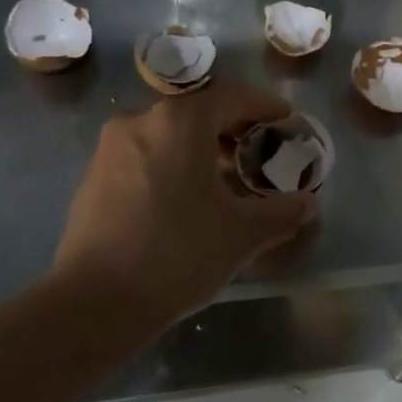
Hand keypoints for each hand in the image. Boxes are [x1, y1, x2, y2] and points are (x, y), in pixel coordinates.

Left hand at [48, 81, 317, 331]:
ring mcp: (111, 149)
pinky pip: (145, 156)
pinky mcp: (93, 178)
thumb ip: (283, 212)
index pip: (232, 97)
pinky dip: (172, 164)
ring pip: (168, 134)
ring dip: (201, 148)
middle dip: (233, 129)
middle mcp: (141, 121)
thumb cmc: (178, 254)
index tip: (286, 119)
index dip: (264, 106)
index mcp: (180, 122)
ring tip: (225, 180)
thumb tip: (308, 203)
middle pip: (198, 113)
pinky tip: (186, 200)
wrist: (93, 304)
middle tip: (259, 152)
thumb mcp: (243, 234)